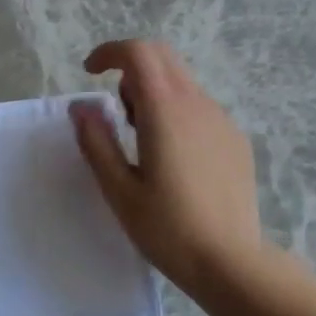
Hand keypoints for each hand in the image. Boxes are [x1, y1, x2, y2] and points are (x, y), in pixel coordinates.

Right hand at [71, 39, 264, 295]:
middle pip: (163, 57)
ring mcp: (222, 120)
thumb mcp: (119, 190)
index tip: (90, 72)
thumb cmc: (168, 229)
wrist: (231, 263)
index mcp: (165, 110)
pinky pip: (199, 107)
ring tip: (141, 141)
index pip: (138, 53)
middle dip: (131, 68)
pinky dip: (176, 111)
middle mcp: (197, 104)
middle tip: (116, 111)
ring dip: (153, 92)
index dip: (109, 52)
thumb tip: (80, 107)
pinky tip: (173, 159)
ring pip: (182, 82)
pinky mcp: (235, 139)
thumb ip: (96, 142)